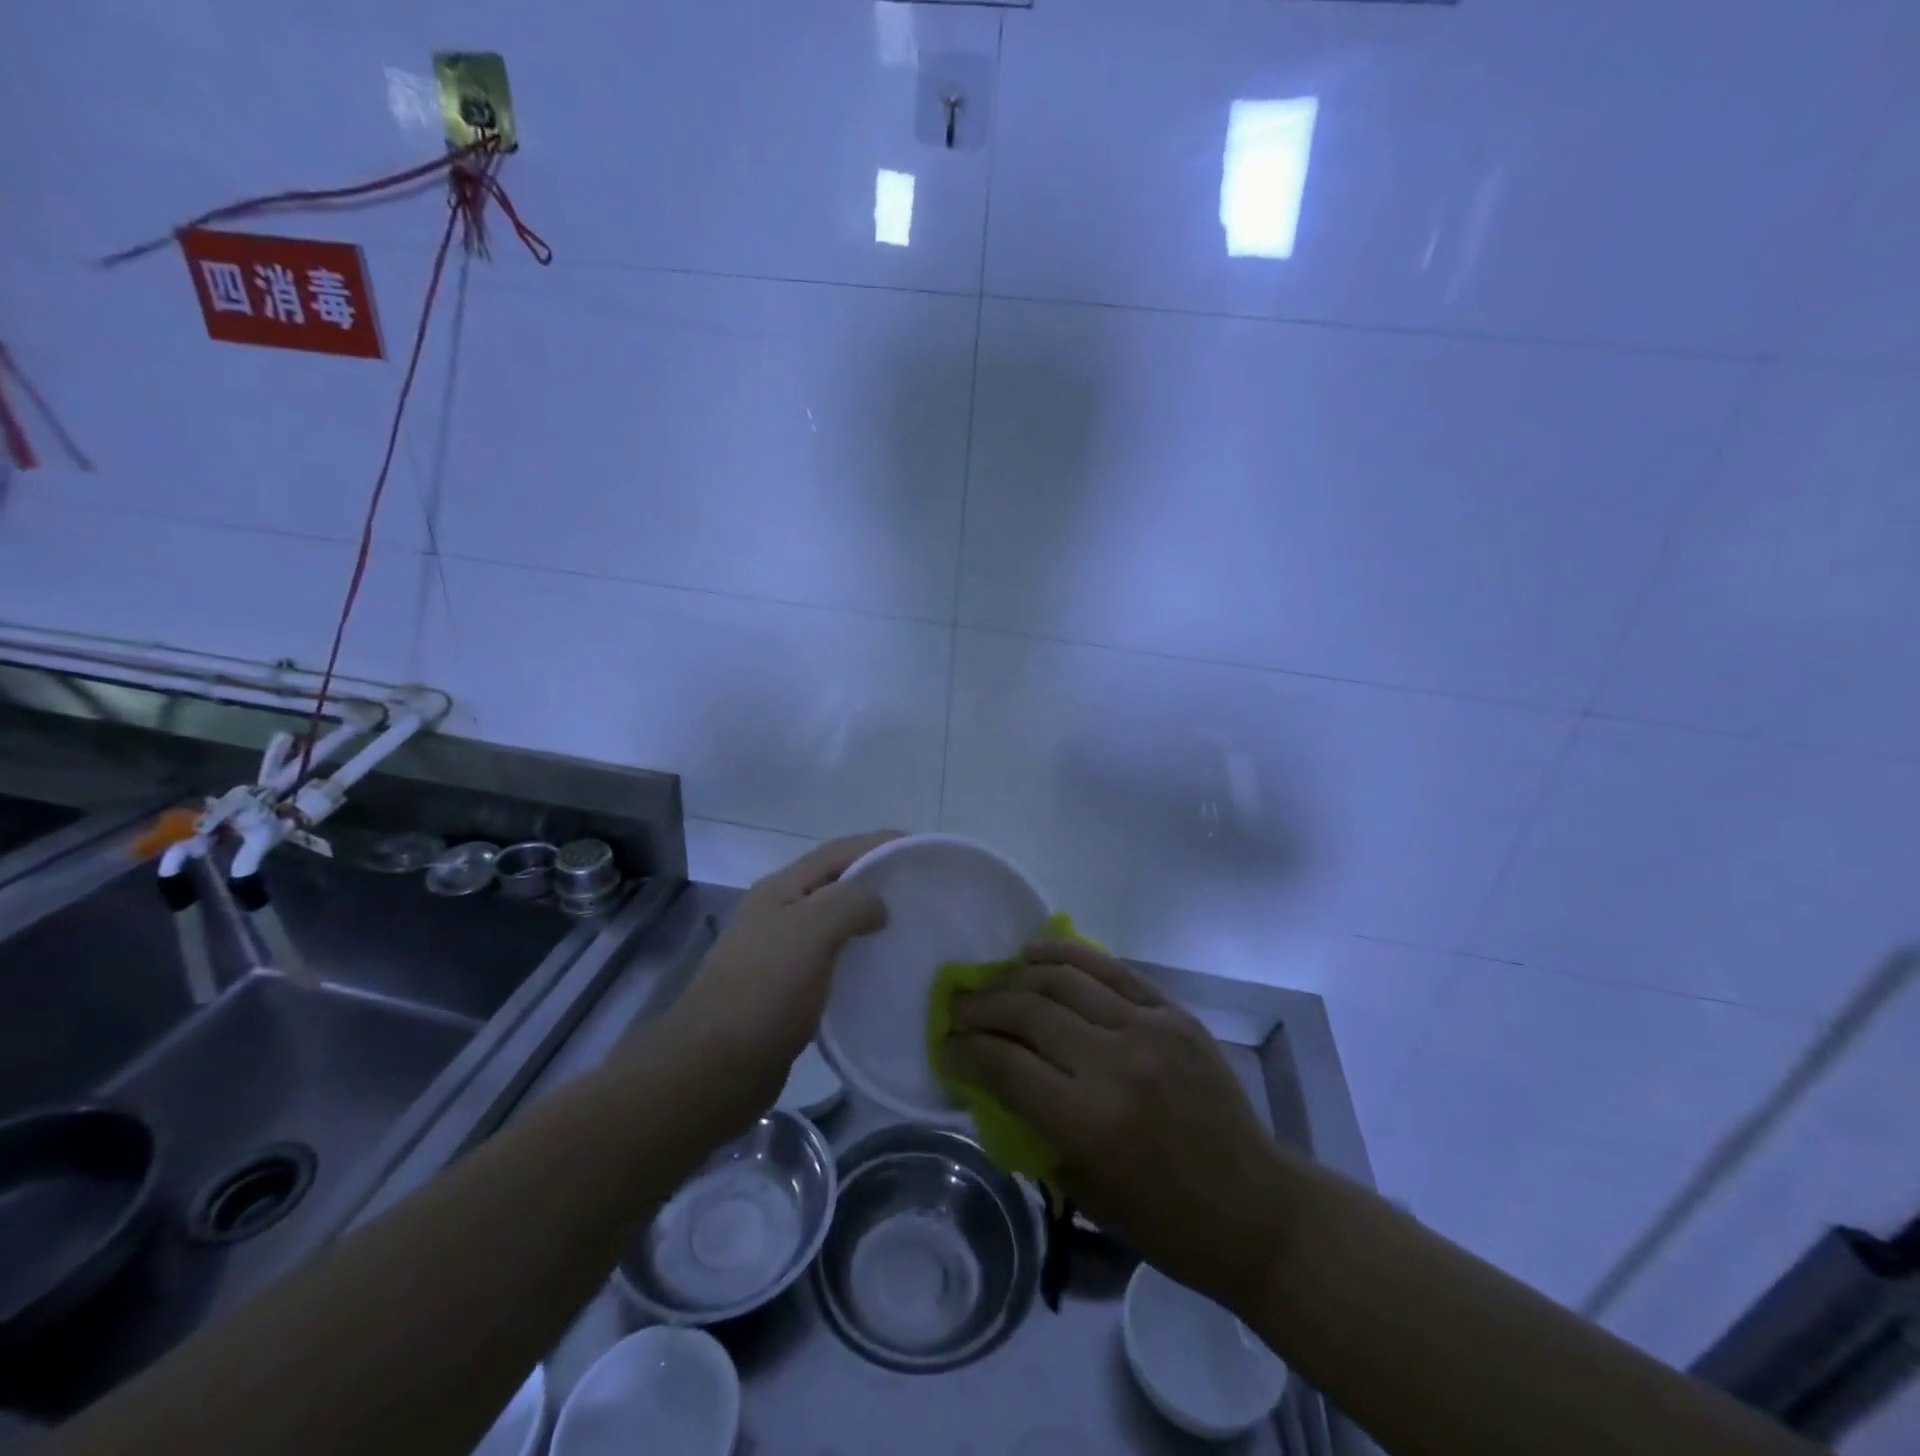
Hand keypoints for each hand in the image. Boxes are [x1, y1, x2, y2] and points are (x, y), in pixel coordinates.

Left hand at [654, 831, 896, 1125]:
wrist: (714, 1069)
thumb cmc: (764, 990)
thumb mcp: (810, 930)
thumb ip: (850, 903)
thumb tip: (878, 906)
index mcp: (780, 890)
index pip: (838, 852)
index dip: (879, 843)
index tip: (921, 848)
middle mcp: (779, 913)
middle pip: (836, 884)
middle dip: (877, 879)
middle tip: (922, 890)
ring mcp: (780, 954)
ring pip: (834, 924)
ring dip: (869, 920)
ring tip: (911, 927)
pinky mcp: (787, 992)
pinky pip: (832, 962)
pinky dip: (859, 958)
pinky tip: (882, 971)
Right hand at [944, 940, 1297, 1307]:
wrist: (1256, 1208)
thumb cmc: (1166, 1222)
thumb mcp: (1084, 1191)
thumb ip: (1035, 1126)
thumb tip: (995, 1077)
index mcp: (1090, 1121)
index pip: (1005, 1065)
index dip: (966, 1051)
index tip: (946, 1046)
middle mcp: (1115, 1062)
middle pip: (1027, 1012)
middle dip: (981, 1007)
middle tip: (958, 1008)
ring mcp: (1149, 1029)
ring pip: (1063, 979)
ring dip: (1015, 976)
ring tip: (992, 979)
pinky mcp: (1173, 1012)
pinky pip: (1110, 969)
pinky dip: (1066, 955)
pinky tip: (1036, 952)